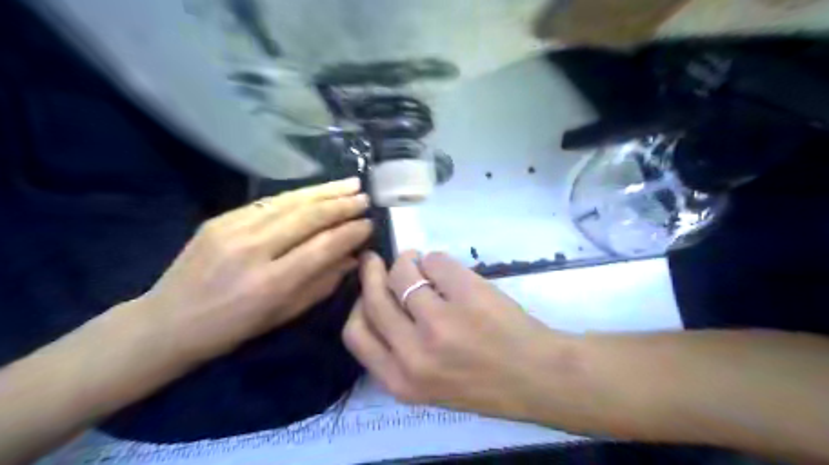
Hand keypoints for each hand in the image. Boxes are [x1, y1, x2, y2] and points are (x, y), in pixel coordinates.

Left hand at [136, 180, 370, 361]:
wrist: (166, 322)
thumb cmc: (232, 329)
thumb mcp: (284, 315)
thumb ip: (322, 283)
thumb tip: (353, 257)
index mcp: (271, 283)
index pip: (323, 247)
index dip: (351, 233)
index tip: (370, 224)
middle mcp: (253, 250)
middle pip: (308, 217)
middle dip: (342, 205)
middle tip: (365, 197)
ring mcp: (232, 229)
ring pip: (290, 202)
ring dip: (324, 191)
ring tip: (350, 183)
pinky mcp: (219, 218)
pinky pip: (268, 202)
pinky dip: (298, 195)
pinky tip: (316, 190)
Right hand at [344, 252, 578, 419]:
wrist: (537, 377)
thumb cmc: (483, 383)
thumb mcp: (427, 386)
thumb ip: (398, 353)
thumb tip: (383, 301)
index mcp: (401, 380)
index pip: (356, 333)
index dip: (358, 304)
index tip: (366, 289)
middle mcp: (413, 353)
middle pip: (374, 297)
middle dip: (372, 272)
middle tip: (375, 259)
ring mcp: (440, 321)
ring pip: (403, 273)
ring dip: (408, 261)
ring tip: (420, 263)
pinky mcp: (466, 294)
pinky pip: (435, 261)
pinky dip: (436, 259)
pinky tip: (449, 271)